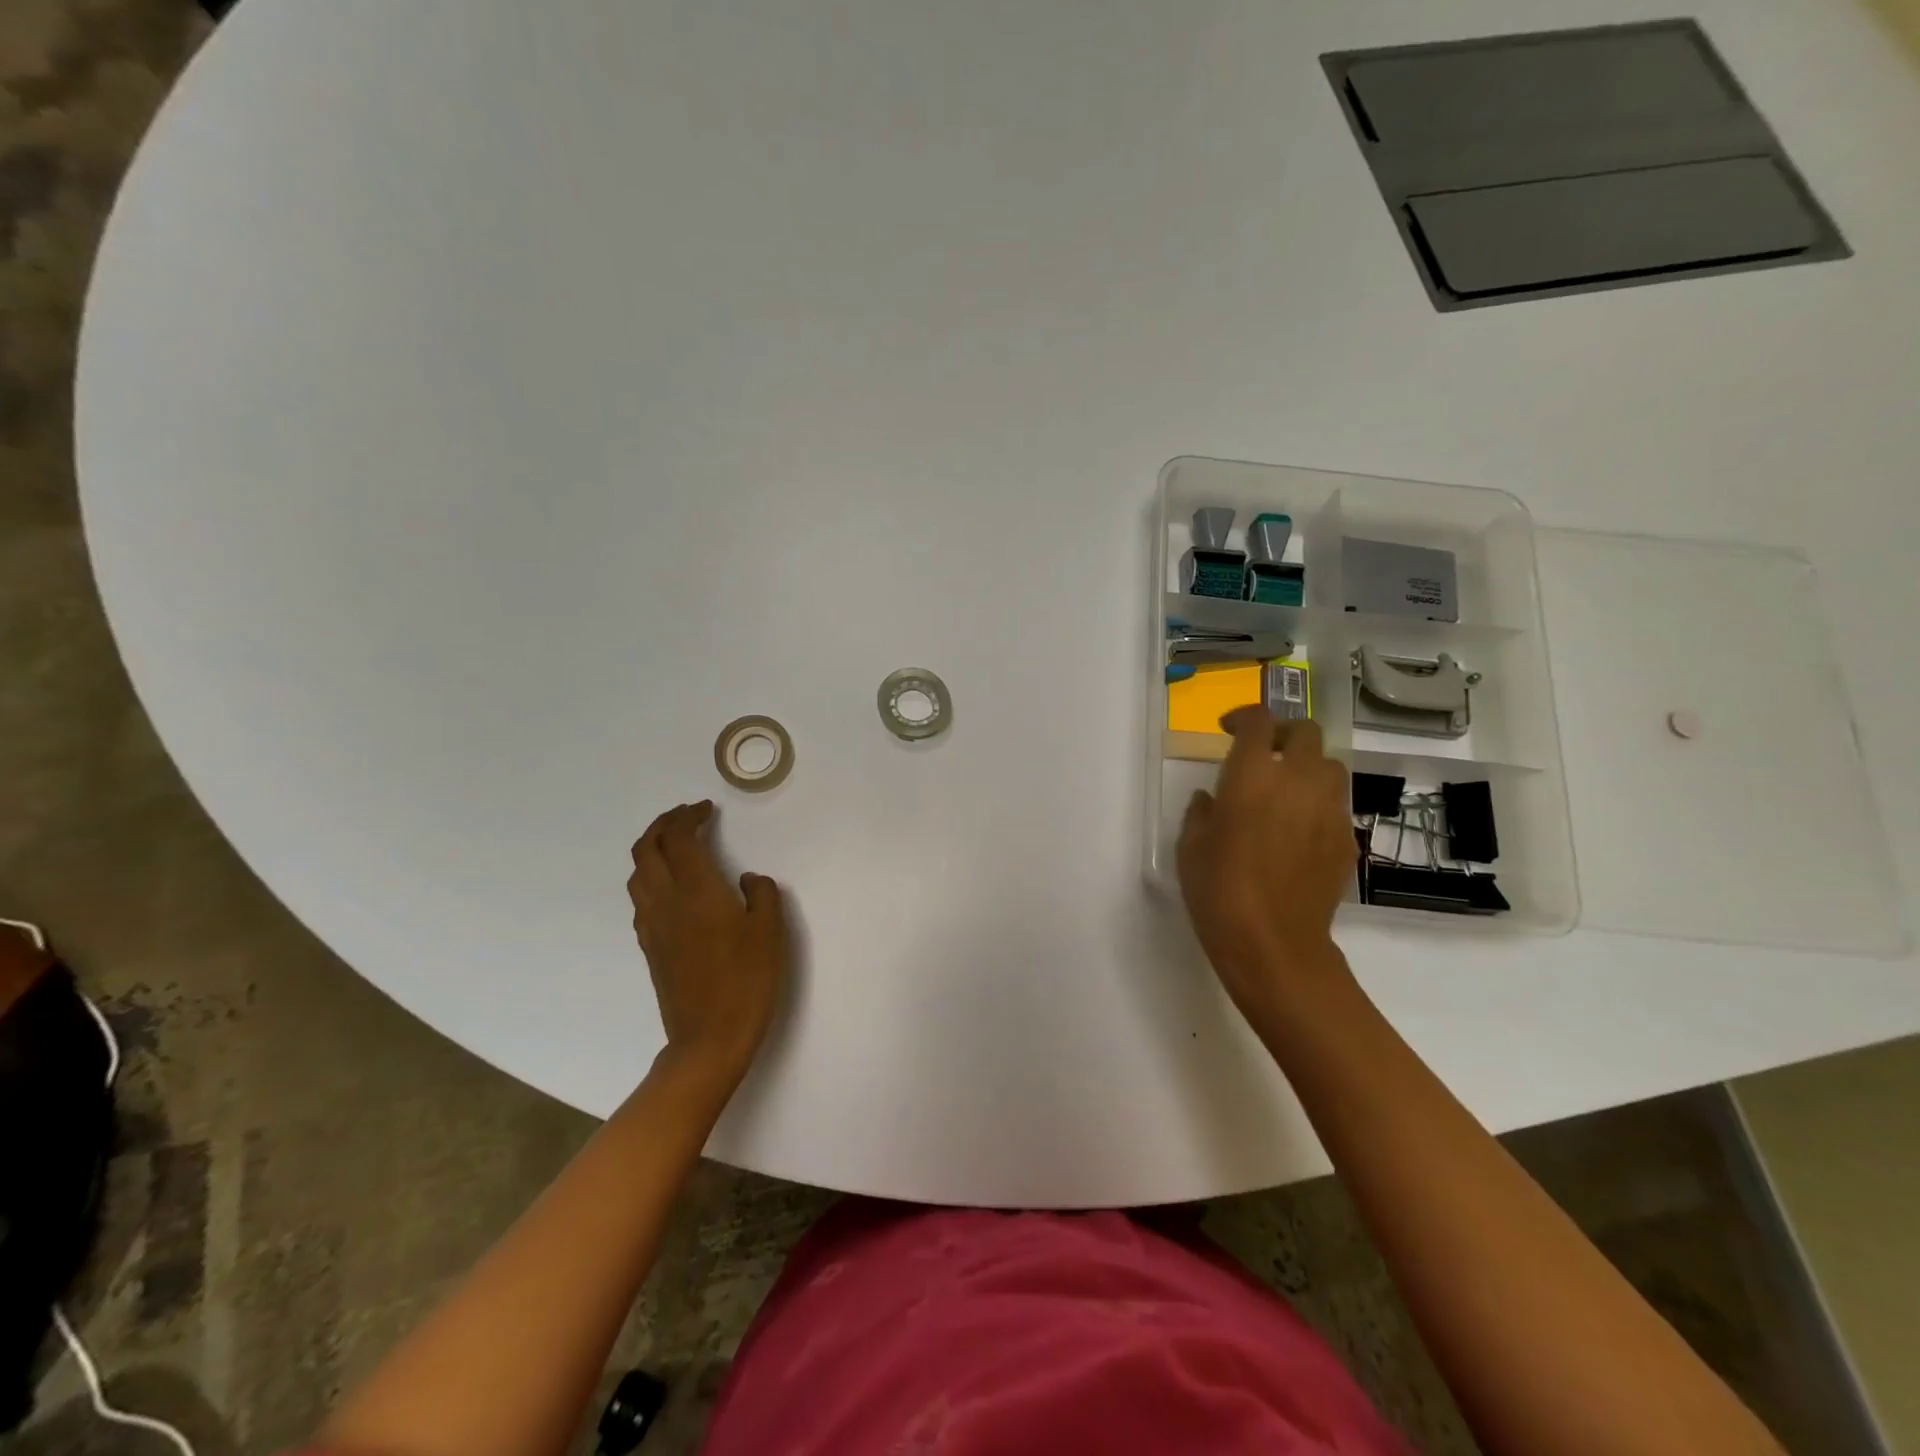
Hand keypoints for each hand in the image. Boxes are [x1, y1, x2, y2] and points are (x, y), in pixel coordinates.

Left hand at [628, 801, 789, 1085]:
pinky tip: (673, 887)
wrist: (708, 1039)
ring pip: (638, 873)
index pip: (679, 838)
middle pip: (647, 848)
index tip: (707, 809)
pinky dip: (651, 876)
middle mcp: (666, 900)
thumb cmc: (747, 980)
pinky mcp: (649, 947)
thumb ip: (761, 894)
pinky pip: (641, 897)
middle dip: (663, 824)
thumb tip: (746, 880)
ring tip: (677, 845)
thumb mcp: (770, 931)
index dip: (689, 816)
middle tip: (687, 817)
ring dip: (652, 849)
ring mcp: (652, 925)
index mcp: (696, 890)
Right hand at [1177, 710, 1355, 1022]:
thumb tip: (1212, 799)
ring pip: (1330, 766)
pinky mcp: (1346, 839)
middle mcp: (1298, 780)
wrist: (1274, 943)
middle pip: (1307, 732)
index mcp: (1253, 775)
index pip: (1260, 721)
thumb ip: (1201, 811)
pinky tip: (1298, 832)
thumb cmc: (1218, 889)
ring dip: (1307, 767)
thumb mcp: (1191, 846)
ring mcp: (1329, 809)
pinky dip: (1318, 804)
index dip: (1244, 717)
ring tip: (1285, 791)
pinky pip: (1336, 806)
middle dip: (1284, 735)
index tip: (1229, 730)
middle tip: (1263, 754)